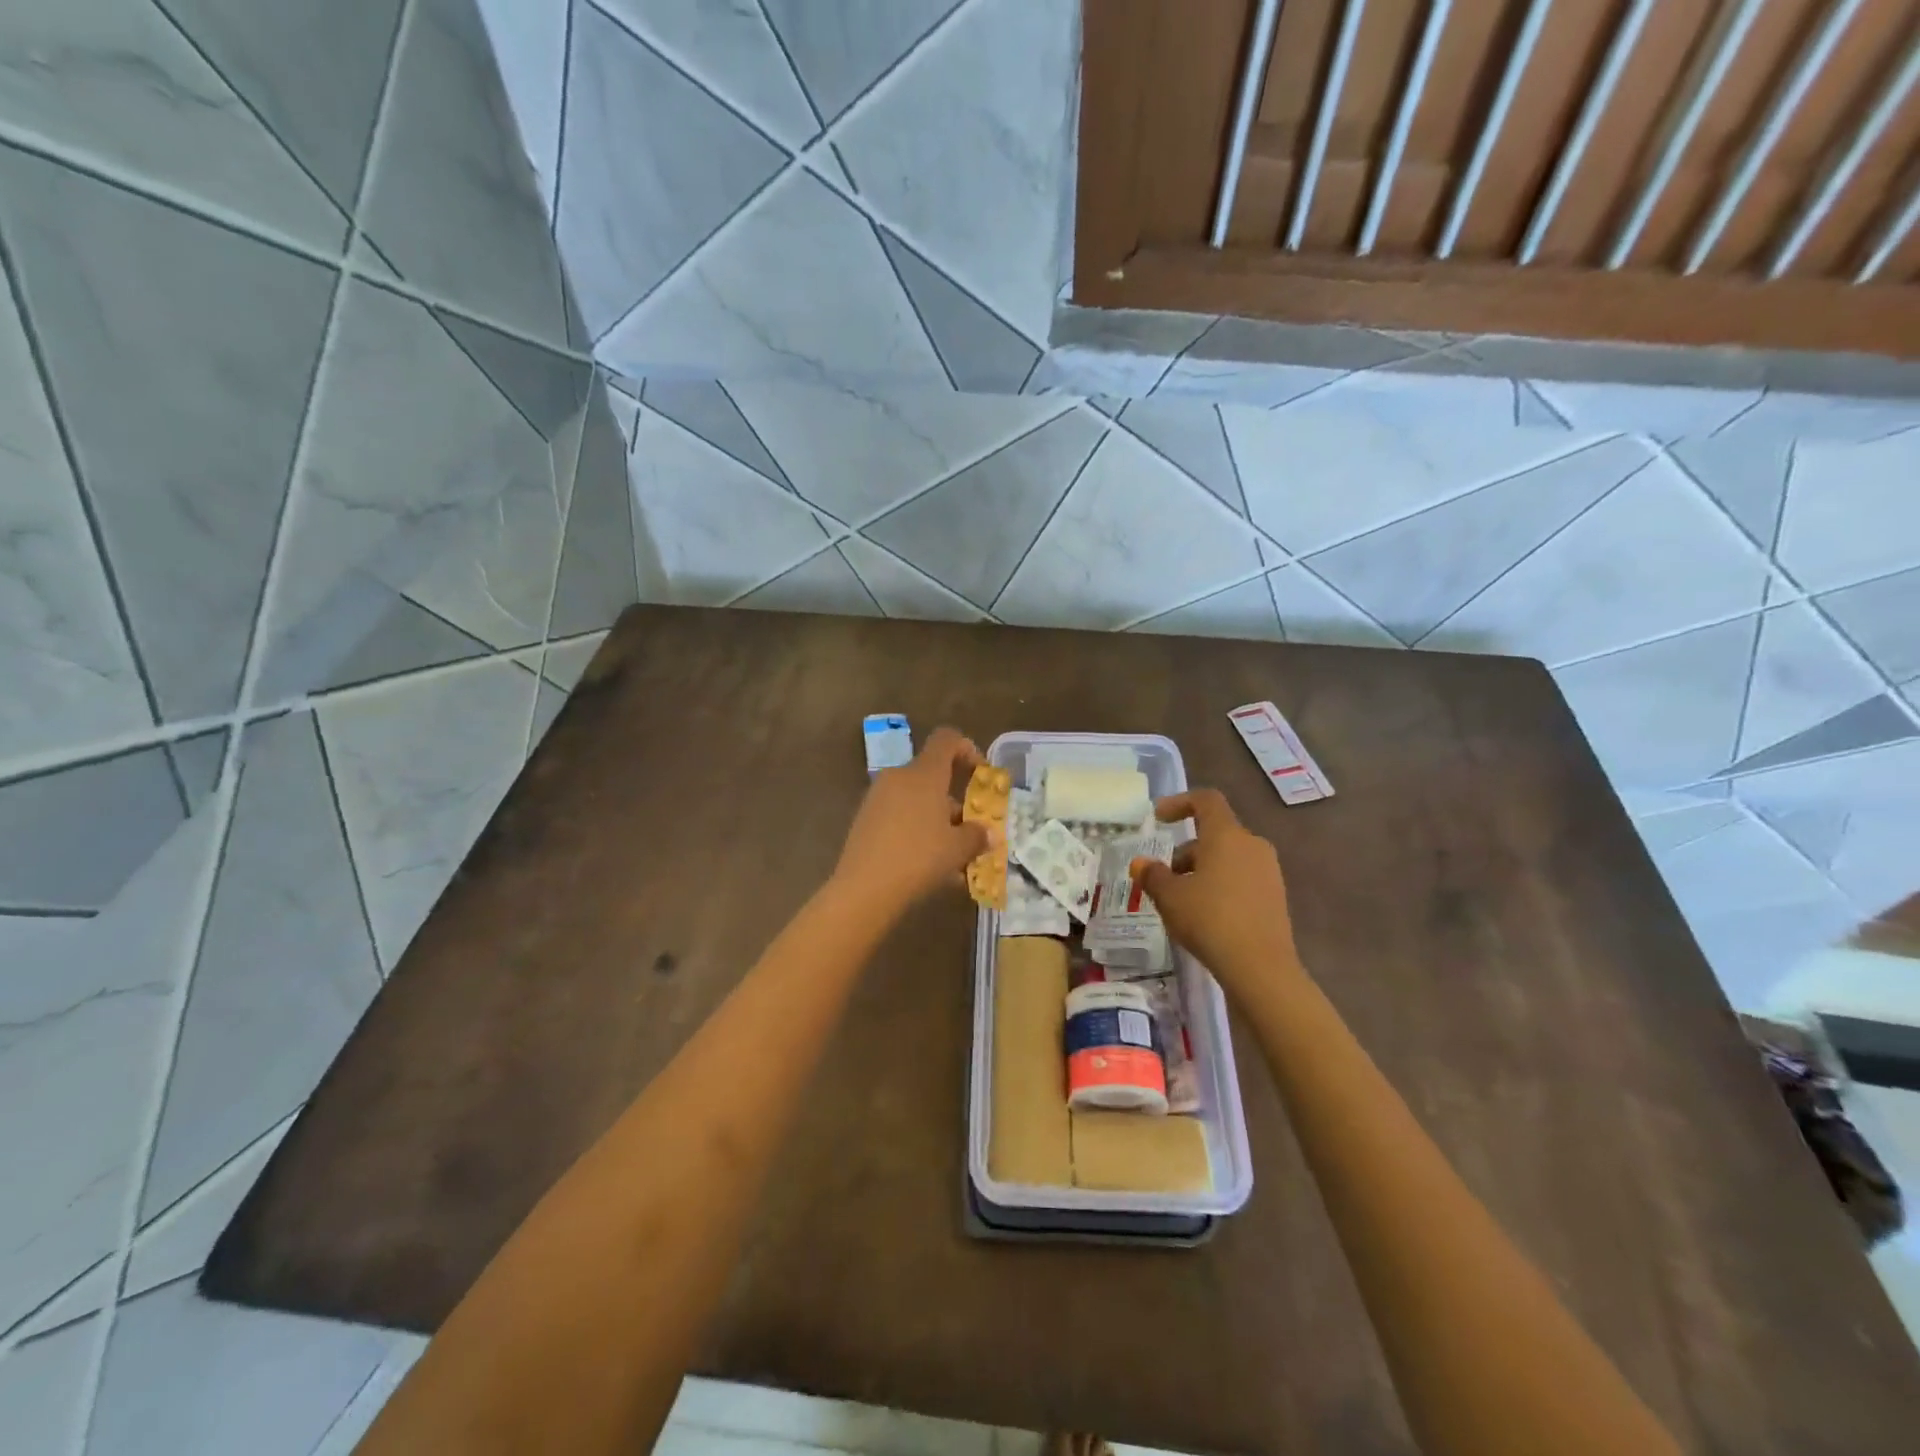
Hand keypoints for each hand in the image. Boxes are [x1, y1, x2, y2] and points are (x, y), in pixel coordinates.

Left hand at [832, 727, 988, 914]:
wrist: (863, 889)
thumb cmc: (918, 858)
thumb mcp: (957, 849)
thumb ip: (977, 836)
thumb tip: (988, 833)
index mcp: (924, 773)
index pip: (947, 739)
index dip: (967, 749)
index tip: (981, 775)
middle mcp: (898, 777)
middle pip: (933, 776)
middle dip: (955, 802)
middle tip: (970, 831)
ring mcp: (878, 798)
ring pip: (917, 801)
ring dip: (938, 822)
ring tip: (954, 859)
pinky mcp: (865, 820)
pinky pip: (900, 818)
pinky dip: (918, 833)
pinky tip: (930, 867)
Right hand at [1129, 788, 1299, 994]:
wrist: (1261, 967)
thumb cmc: (1210, 919)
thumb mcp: (1170, 897)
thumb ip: (1153, 875)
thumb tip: (1140, 863)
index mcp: (1227, 835)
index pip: (1205, 801)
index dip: (1179, 802)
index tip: (1159, 818)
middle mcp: (1252, 845)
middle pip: (1215, 834)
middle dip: (1186, 851)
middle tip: (1164, 877)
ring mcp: (1268, 871)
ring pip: (1228, 858)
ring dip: (1202, 870)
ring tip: (1181, 900)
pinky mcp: (1275, 896)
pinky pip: (1242, 878)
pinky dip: (1220, 885)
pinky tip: (1206, 915)